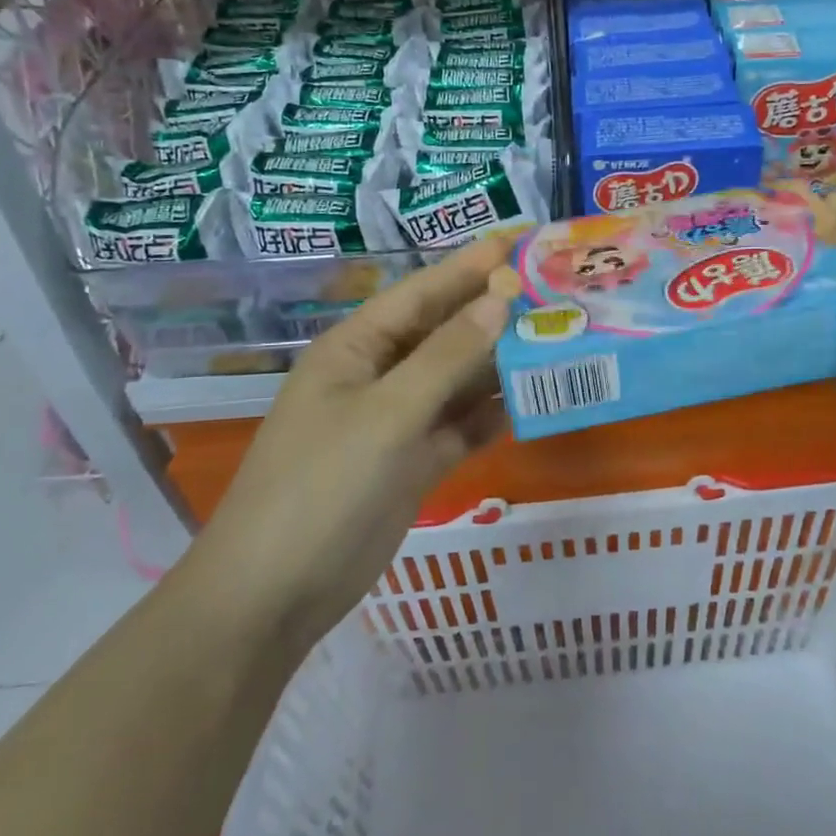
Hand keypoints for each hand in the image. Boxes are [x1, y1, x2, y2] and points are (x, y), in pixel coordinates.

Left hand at [193, 233, 520, 647]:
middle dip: (495, 311)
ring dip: (500, 363)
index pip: (423, 292)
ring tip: (559, 338)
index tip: (523, 240)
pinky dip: (491, 414)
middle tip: (556, 290)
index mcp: (358, 347)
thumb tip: (500, 299)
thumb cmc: (321, 487)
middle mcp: (379, 375)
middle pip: (446, 332)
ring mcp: (397, 421)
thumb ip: (447, 357)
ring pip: (458, 379)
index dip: (472, 264)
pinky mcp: (414, 462)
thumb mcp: (386, 414)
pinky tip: (531, 401)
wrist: (275, 596)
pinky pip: (461, 425)